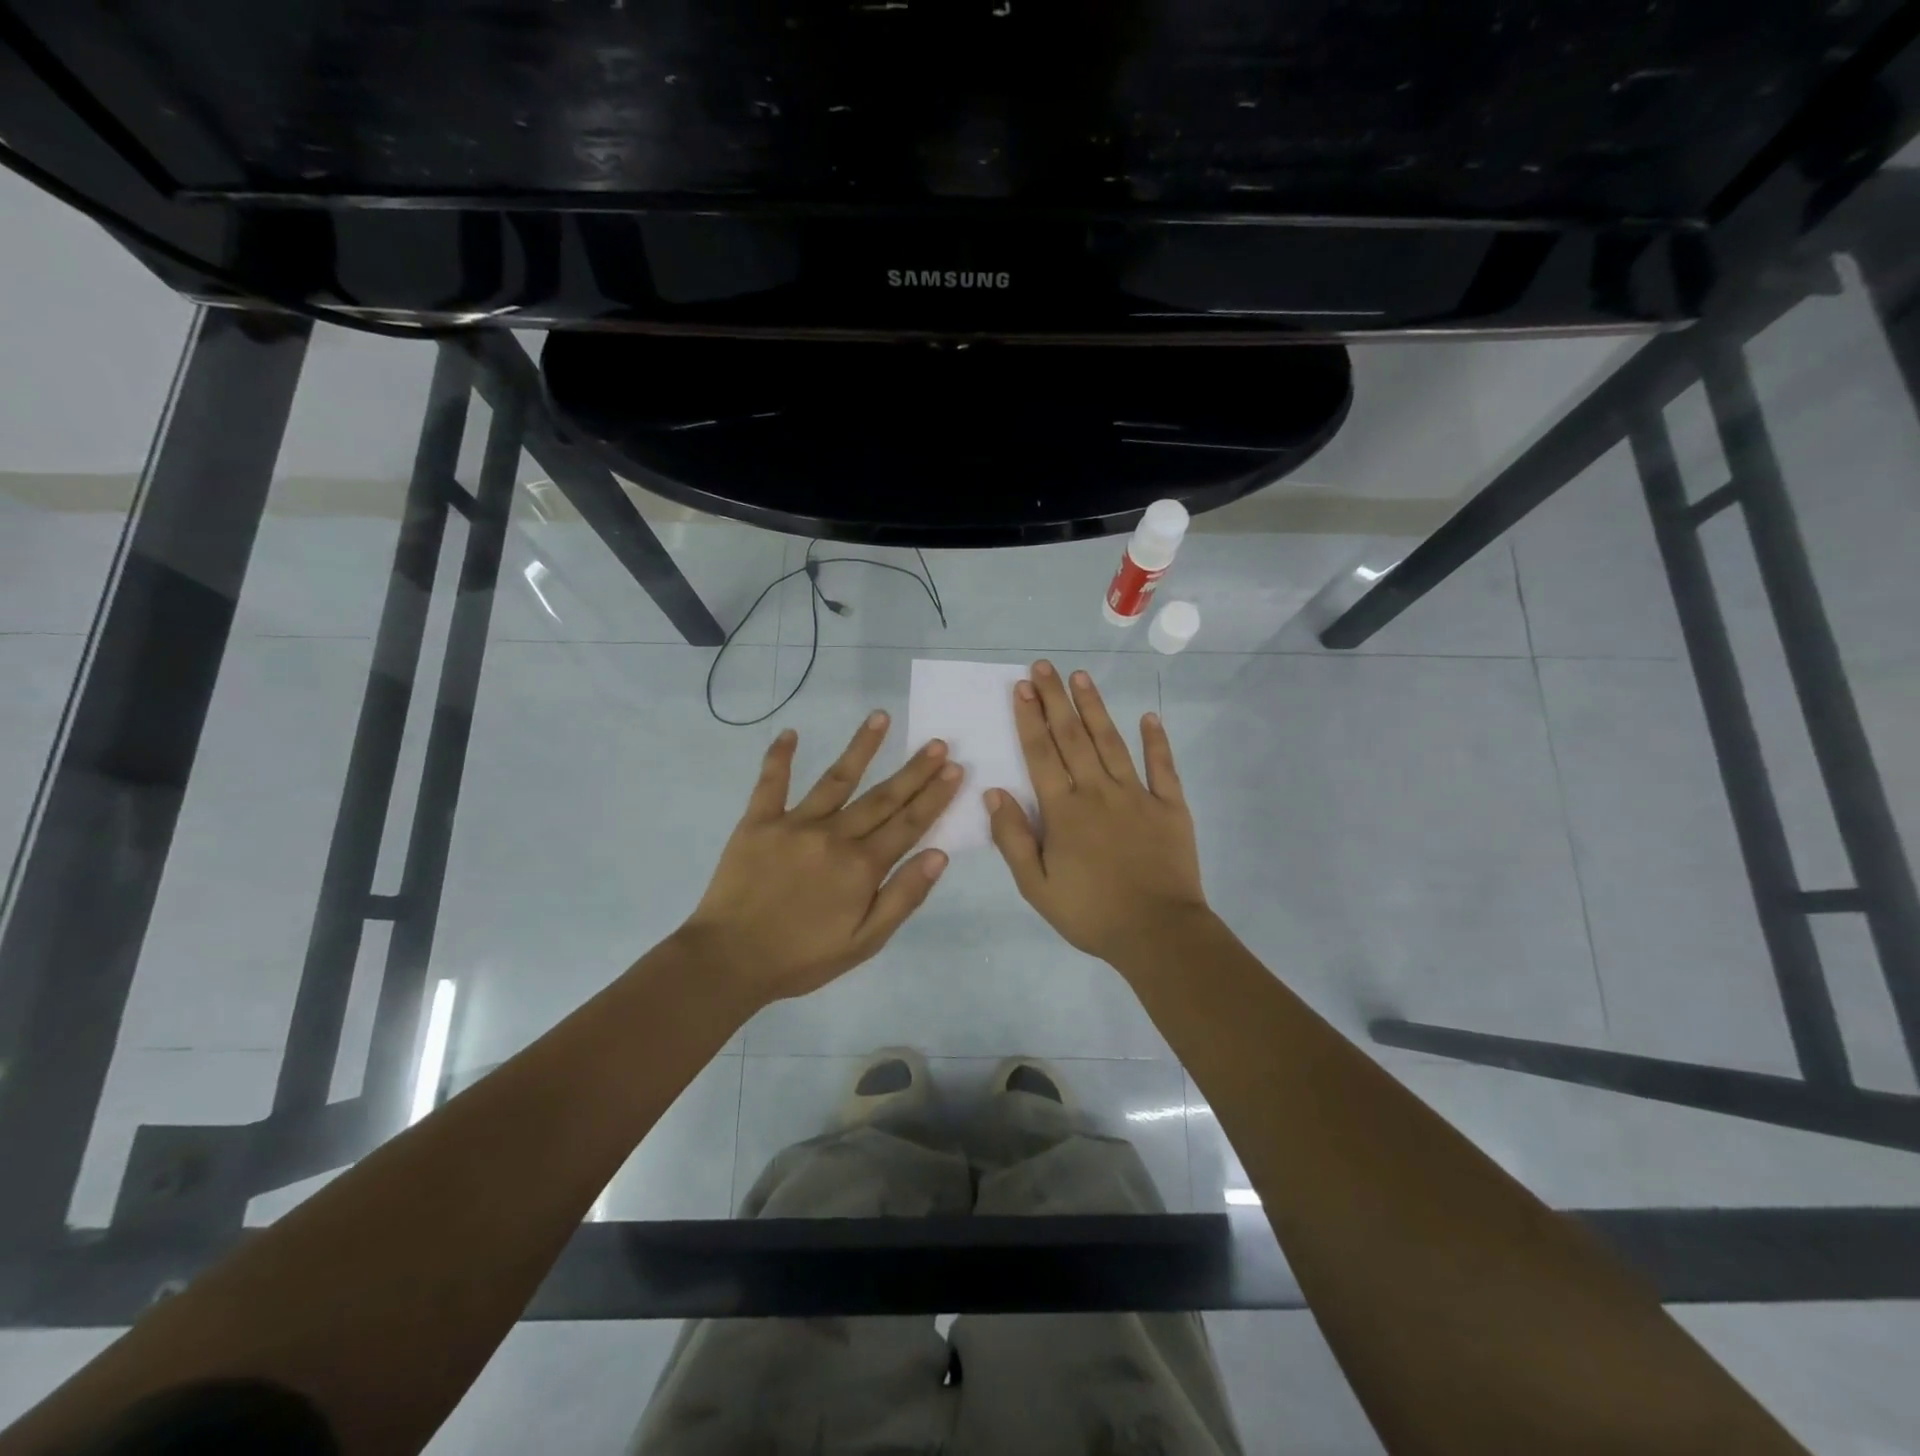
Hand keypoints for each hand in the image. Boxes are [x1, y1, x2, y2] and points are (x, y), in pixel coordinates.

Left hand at [678, 711, 962, 1007]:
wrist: (729, 961)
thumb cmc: (802, 957)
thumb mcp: (865, 942)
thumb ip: (903, 897)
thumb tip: (939, 854)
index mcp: (862, 866)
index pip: (909, 824)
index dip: (934, 797)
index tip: (955, 769)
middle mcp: (834, 836)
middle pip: (882, 797)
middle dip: (914, 770)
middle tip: (938, 743)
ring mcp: (795, 824)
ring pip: (836, 778)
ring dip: (861, 746)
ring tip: (880, 716)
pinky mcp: (758, 822)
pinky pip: (770, 783)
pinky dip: (778, 757)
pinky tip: (788, 733)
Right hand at [985, 660, 1210, 969]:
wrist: (1157, 934)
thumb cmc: (1090, 913)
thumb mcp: (1036, 887)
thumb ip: (1013, 838)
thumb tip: (994, 793)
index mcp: (1065, 811)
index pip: (1042, 754)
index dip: (1030, 719)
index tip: (1021, 687)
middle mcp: (1098, 792)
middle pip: (1073, 737)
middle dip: (1056, 699)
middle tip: (1044, 667)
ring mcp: (1138, 795)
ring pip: (1112, 742)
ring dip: (1095, 708)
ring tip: (1081, 677)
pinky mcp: (1171, 807)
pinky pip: (1162, 767)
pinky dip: (1156, 741)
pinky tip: (1149, 716)